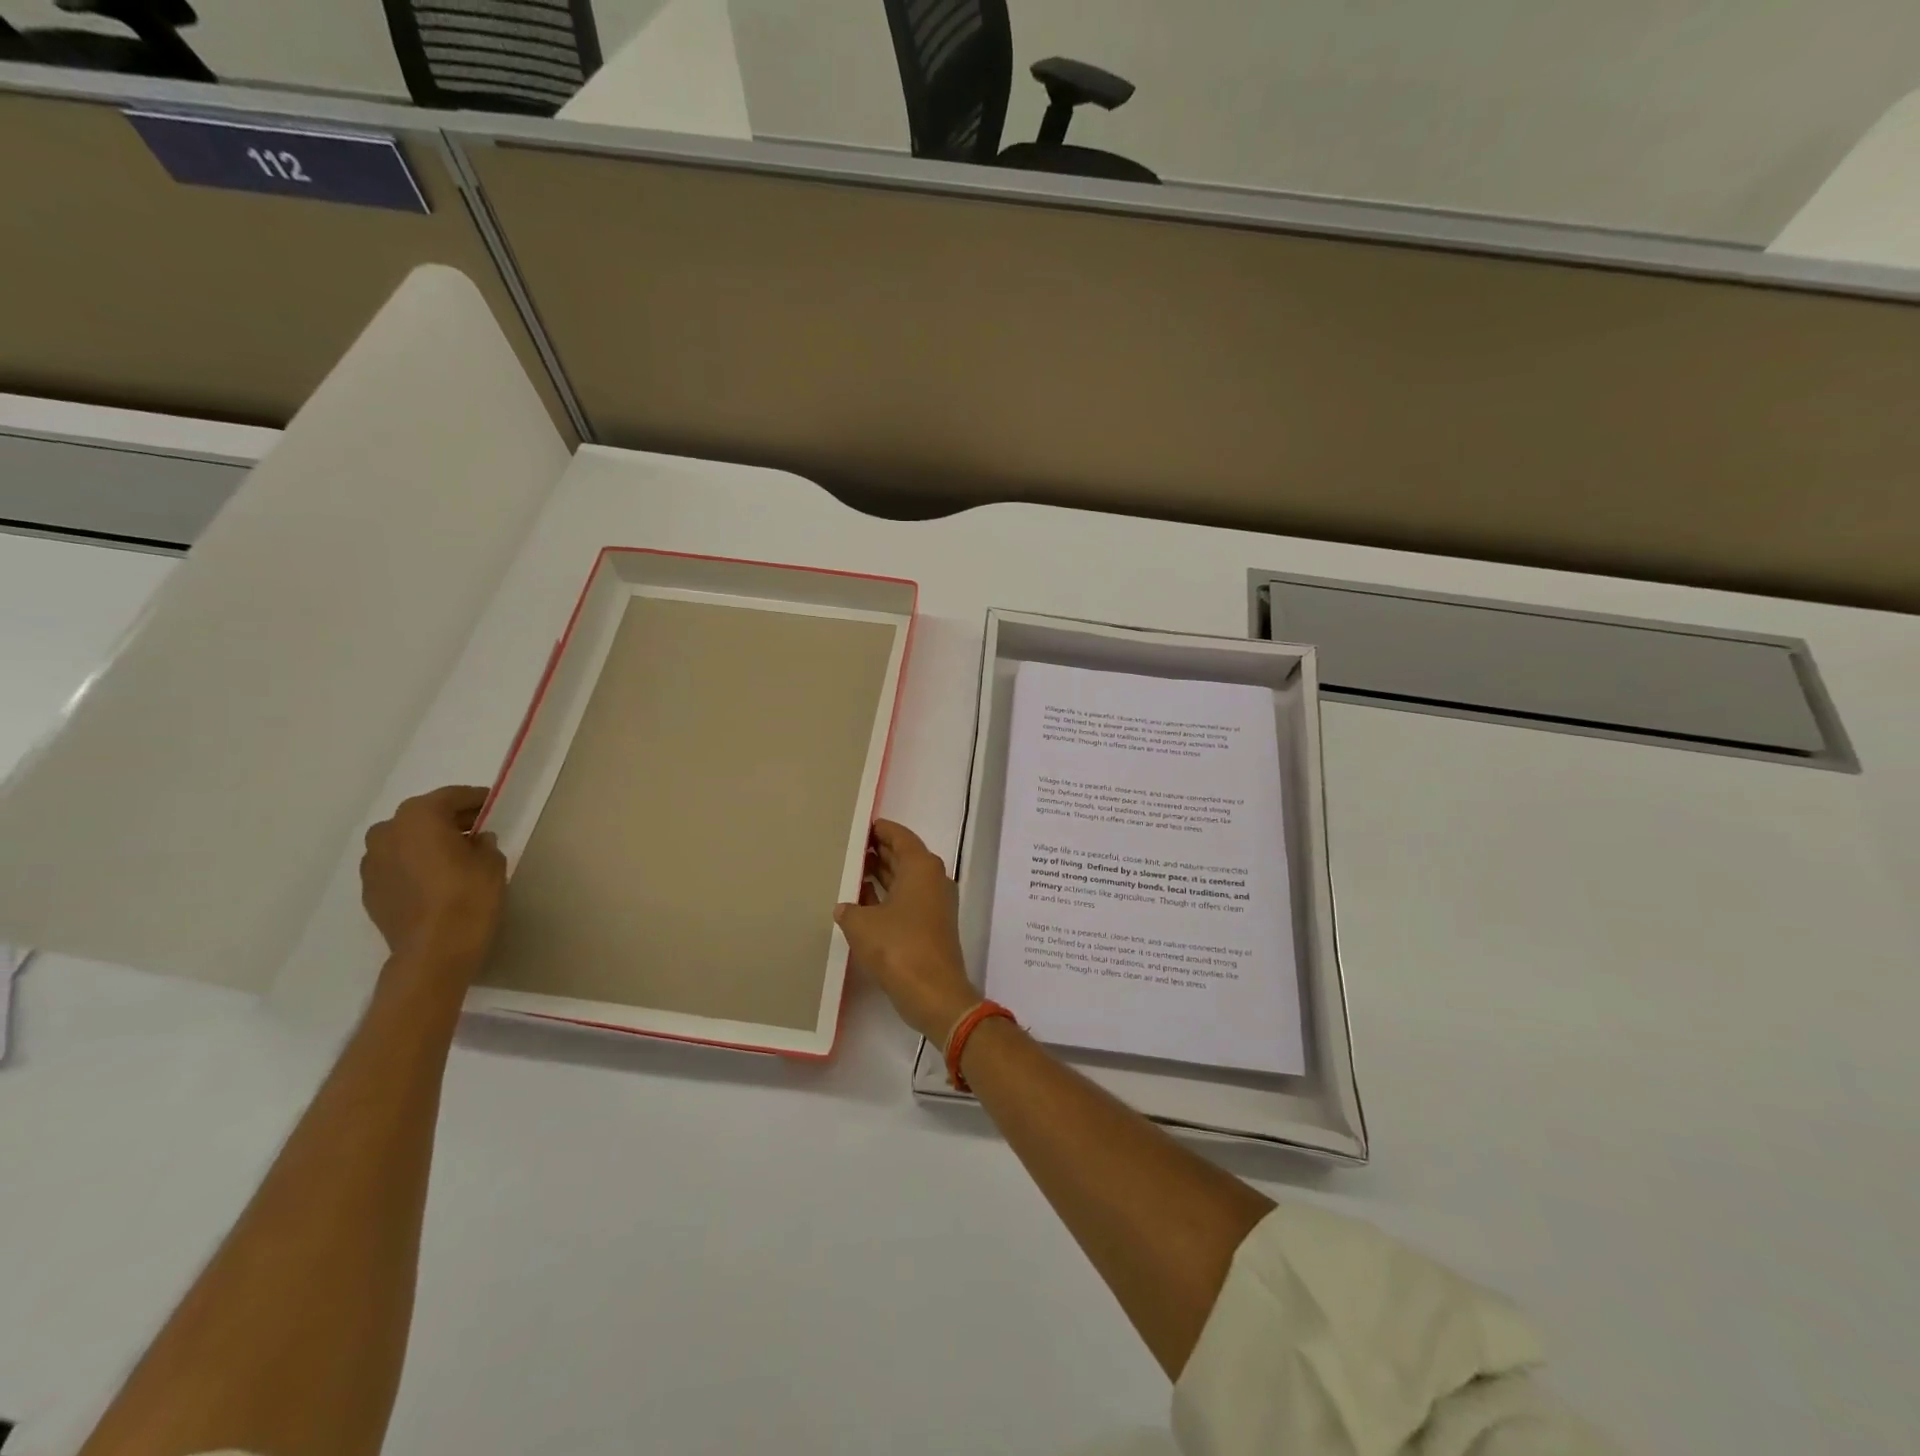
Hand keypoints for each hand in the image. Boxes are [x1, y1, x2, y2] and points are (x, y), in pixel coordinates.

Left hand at [360, 785, 506, 971]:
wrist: (434, 949)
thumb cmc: (469, 895)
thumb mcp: (492, 861)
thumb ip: (484, 842)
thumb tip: (476, 840)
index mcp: (419, 816)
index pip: (451, 796)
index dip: (476, 799)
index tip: (493, 805)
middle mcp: (387, 831)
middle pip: (423, 816)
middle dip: (449, 820)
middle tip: (476, 830)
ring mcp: (372, 861)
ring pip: (405, 840)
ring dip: (428, 842)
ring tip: (455, 857)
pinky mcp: (369, 888)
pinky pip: (396, 864)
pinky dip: (414, 864)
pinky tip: (435, 879)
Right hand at [835, 820, 979, 1043]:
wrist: (933, 993)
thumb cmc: (898, 947)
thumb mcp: (862, 924)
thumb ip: (849, 909)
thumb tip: (845, 907)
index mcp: (921, 867)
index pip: (900, 837)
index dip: (880, 830)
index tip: (861, 826)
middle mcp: (933, 879)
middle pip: (904, 856)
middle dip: (878, 852)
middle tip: (850, 848)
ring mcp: (935, 904)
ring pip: (905, 880)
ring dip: (881, 876)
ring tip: (850, 872)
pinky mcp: (931, 926)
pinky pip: (906, 901)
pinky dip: (887, 898)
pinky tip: (861, 904)